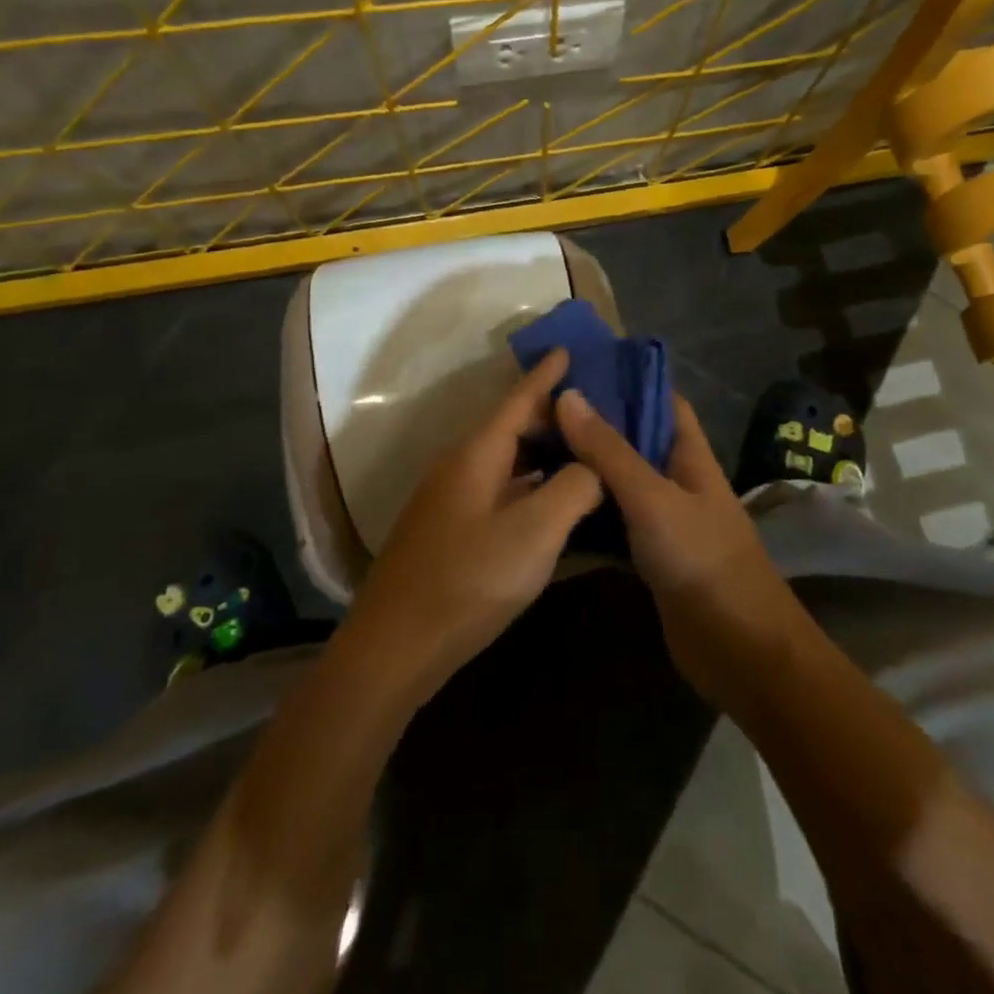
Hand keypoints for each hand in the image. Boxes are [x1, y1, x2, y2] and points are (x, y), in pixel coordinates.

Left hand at [345, 349, 602, 695]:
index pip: (518, 399)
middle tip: (598, 412)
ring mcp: (450, 499)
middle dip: (552, 415)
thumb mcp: (534, 533)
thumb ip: (574, 489)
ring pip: (505, 460)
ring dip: (542, 452)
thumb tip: (594, 465)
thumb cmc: (468, 581)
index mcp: (477, 454)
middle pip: (511, 427)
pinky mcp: (449, 530)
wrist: (394, 647)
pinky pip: (498, 487)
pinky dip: (529, 483)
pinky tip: (552, 500)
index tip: (568, 347)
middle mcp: (460, 466)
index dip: (546, 374)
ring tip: (584, 451)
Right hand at [554, 389, 803, 702]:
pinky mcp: (652, 554)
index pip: (662, 399)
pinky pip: (617, 519)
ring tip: (537, 446)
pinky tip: (553, 501)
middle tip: (542, 408)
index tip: (580, 367)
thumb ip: (609, 450)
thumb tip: (567, 395)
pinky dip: (590, 509)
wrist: (739, 649)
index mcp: (690, 453)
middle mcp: (678, 478)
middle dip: (597, 422)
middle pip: (636, 438)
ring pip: (623, 479)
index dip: (628, 379)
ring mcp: (666, 517)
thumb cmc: (702, 560)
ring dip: (589, 465)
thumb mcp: (652, 498)